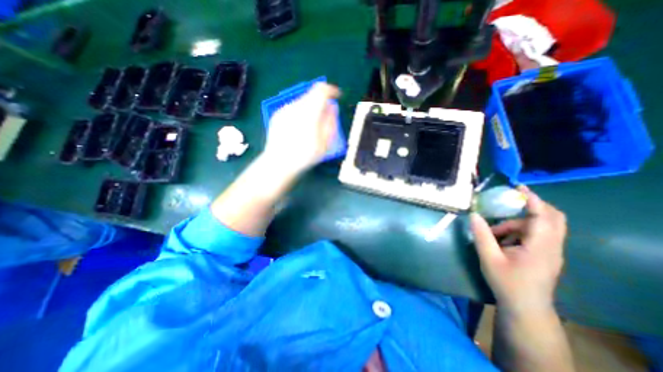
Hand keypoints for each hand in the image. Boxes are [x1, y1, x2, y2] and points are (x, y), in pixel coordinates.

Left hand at [260, 83, 338, 173]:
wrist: (279, 163)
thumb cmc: (304, 156)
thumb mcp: (325, 143)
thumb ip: (330, 123)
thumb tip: (332, 108)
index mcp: (309, 112)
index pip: (321, 90)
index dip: (331, 90)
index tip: (337, 97)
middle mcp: (296, 107)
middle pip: (311, 94)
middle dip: (321, 102)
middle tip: (325, 116)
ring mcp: (284, 110)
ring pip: (302, 102)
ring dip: (310, 108)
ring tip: (311, 126)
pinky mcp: (277, 116)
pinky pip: (292, 109)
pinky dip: (300, 114)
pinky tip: (298, 130)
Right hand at [468, 187, 566, 315]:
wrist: (525, 308)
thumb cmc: (507, 283)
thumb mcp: (489, 258)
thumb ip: (481, 234)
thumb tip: (474, 214)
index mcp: (540, 247)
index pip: (543, 217)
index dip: (533, 199)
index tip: (518, 187)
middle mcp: (552, 247)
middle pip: (553, 218)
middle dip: (532, 206)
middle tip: (509, 201)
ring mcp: (551, 251)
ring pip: (540, 226)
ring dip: (516, 223)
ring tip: (494, 232)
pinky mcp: (546, 255)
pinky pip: (536, 234)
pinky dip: (519, 231)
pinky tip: (502, 240)